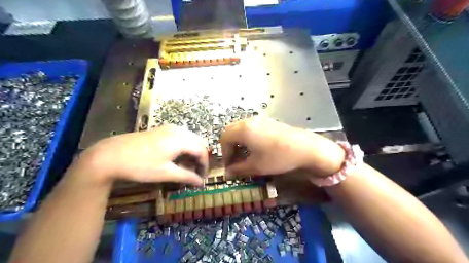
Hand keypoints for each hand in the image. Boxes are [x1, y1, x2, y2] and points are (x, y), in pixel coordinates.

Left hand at [75, 126, 206, 184]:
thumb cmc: (140, 165)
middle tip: (196, 172)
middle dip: (200, 157)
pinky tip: (176, 157)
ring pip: (188, 139)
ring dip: (191, 152)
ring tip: (186, 166)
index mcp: (181, 139)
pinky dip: (183, 147)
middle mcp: (177, 130)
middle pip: (197, 142)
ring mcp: (167, 128)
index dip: (205, 164)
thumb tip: (201, 182)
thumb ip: (186, 176)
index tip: (202, 177)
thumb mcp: (165, 173)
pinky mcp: (160, 130)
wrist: (109, 155)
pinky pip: (179, 137)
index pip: (202, 150)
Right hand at [220, 117, 342, 176]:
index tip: (229, 166)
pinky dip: (248, 137)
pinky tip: (256, 148)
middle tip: (235, 160)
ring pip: (241, 128)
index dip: (224, 153)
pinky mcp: (269, 122)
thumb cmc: (278, 157)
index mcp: (243, 130)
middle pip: (231, 131)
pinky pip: (251, 128)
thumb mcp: (256, 166)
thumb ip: (238, 169)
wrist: (305, 148)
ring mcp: (260, 120)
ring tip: (245, 155)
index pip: (224, 138)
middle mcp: (249, 121)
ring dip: (239, 141)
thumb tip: (227, 173)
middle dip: (230, 146)